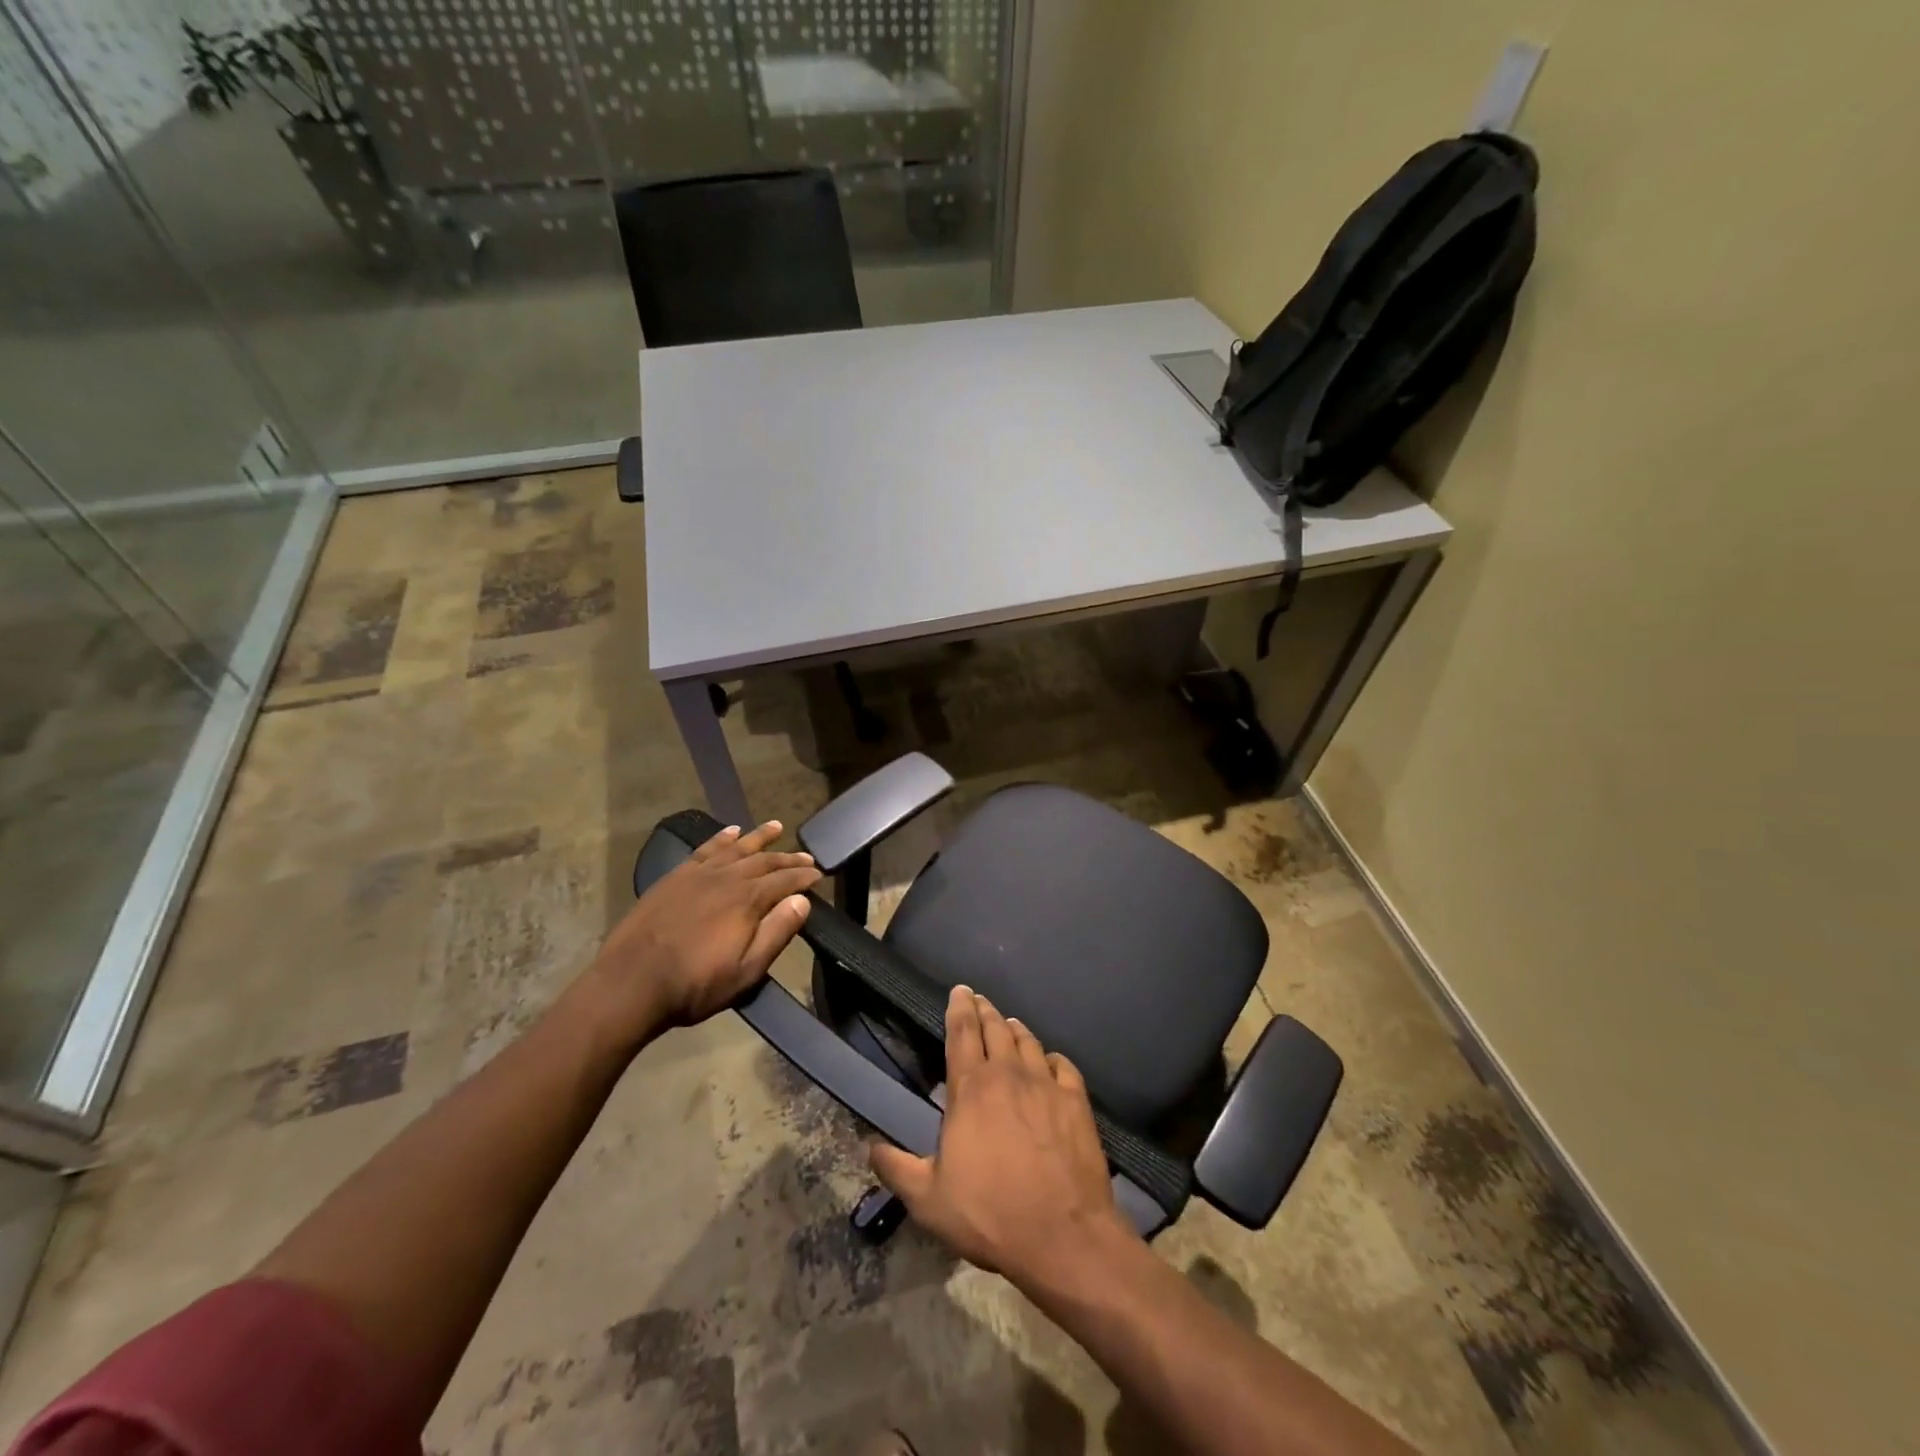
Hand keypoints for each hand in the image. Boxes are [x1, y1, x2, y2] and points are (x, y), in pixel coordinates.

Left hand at [580, 821, 820, 1042]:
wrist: (631, 982)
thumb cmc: (695, 984)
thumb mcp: (746, 970)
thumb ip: (777, 933)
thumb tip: (802, 901)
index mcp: (748, 900)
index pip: (786, 880)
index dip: (805, 876)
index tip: (819, 874)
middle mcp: (727, 878)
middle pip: (764, 861)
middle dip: (788, 857)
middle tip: (806, 856)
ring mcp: (699, 874)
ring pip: (736, 848)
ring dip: (759, 837)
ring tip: (776, 826)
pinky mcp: (675, 877)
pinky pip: (705, 849)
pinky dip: (721, 838)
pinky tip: (731, 832)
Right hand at [869, 986, 1136, 1283]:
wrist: (1062, 1235)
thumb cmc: (989, 1214)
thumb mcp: (928, 1200)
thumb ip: (897, 1169)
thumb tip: (870, 1147)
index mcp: (971, 1089)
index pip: (962, 1032)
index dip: (959, 1008)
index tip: (959, 990)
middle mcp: (1008, 1074)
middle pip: (995, 1028)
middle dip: (985, 1010)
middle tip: (979, 1000)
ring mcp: (1046, 1085)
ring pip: (1028, 1041)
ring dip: (1015, 1029)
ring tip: (1009, 1023)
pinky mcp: (1076, 1101)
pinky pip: (1063, 1065)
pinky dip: (1052, 1057)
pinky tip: (1050, 1060)